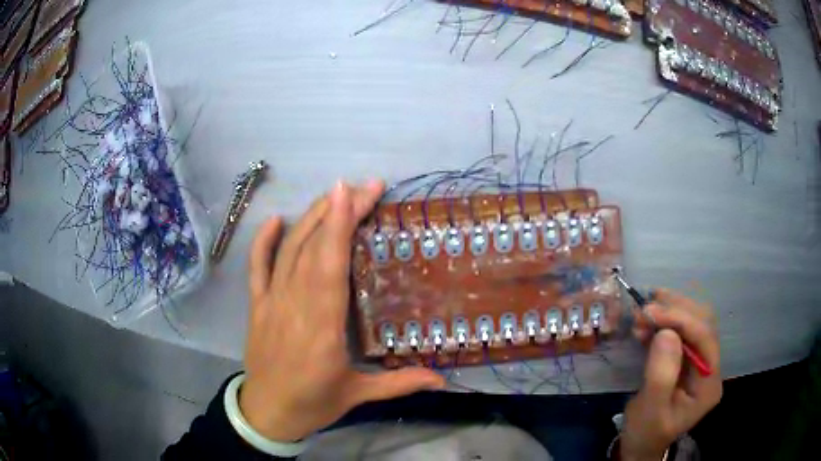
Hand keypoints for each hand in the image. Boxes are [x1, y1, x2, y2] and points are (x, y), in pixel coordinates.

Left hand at [239, 180, 444, 441]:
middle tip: (364, 187)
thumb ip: (400, 383)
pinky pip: (257, 267)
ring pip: (288, 251)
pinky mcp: (257, 305)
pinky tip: (275, 220)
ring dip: (310, 218)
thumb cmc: (313, 404)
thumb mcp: (357, 395)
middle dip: (337, 211)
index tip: (353, 192)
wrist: (266, 413)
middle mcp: (294, 308)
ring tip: (335, 194)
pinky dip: (263, 242)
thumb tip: (443, 380)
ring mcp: (271, 303)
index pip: (330, 267)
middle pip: (314, 249)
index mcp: (321, 330)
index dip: (339, 226)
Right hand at [620, 289, 722, 460]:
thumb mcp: (650, 411)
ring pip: (692, 321)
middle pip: (703, 323)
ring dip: (668, 312)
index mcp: (709, 384)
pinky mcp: (686, 357)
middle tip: (644, 309)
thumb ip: (661, 376)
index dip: (681, 320)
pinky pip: (680, 330)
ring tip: (642, 315)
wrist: (640, 445)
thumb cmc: (645, 433)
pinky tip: (646, 325)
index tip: (651, 311)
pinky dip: (663, 321)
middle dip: (675, 311)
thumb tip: (666, 333)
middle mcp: (710, 366)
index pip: (705, 338)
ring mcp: (699, 360)